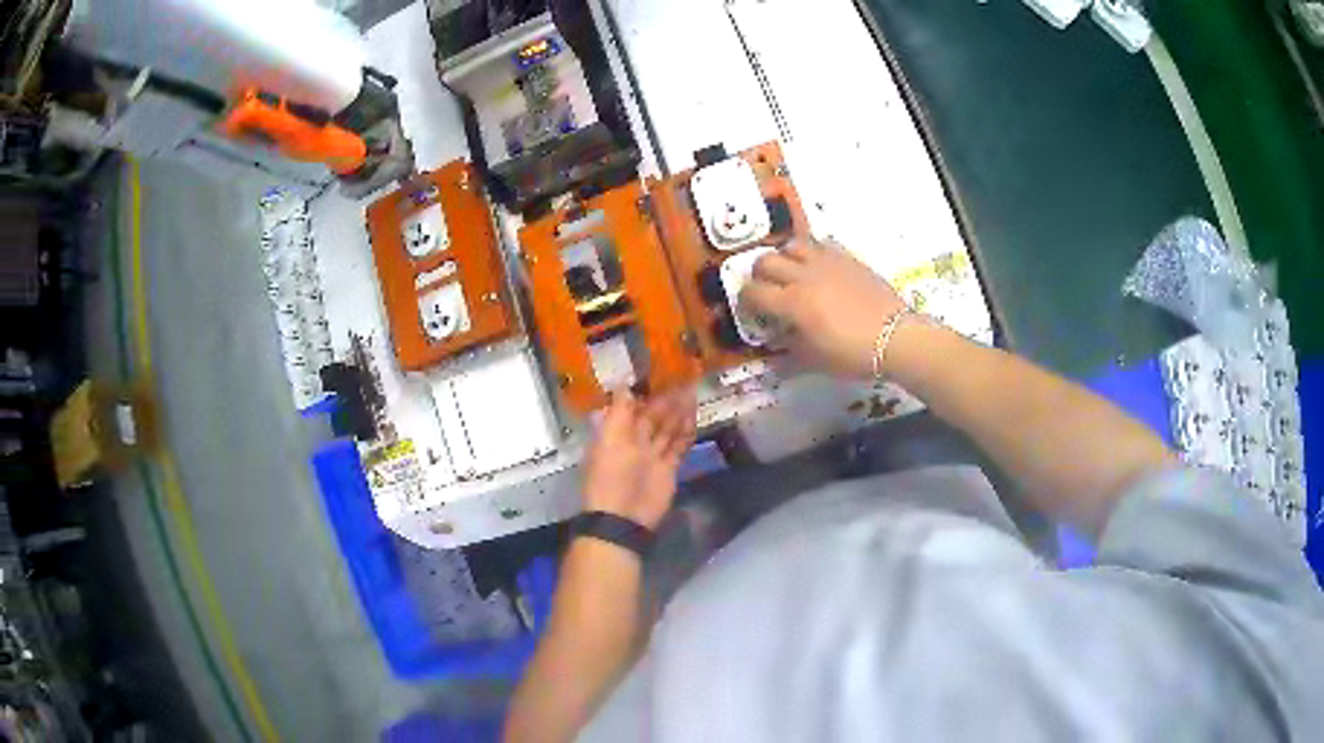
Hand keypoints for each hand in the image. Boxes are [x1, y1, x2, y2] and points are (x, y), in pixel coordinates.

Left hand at [582, 388, 697, 529]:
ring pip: (668, 429)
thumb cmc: (611, 476)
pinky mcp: (668, 469)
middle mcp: (634, 442)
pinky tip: (694, 418)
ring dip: (679, 413)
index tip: (661, 374)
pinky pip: (678, 446)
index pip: (633, 407)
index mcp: (617, 433)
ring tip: (694, 393)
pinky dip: (686, 433)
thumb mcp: (610, 440)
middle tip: (686, 379)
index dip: (646, 392)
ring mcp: (652, 456)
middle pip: (654, 416)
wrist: (624, 517)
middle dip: (668, 400)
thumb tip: (622, 382)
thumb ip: (619, 412)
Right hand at [741, 239, 906, 378]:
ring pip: (793, 245)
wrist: (896, 339)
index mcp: (793, 303)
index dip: (746, 300)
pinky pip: (822, 245)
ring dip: (786, 257)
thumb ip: (790, 348)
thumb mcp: (815, 360)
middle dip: (760, 274)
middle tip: (767, 288)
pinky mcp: (848, 259)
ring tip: (793, 272)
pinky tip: (820, 268)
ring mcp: (828, 263)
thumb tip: (777, 342)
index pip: (754, 292)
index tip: (751, 308)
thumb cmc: (853, 355)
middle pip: (767, 261)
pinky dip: (814, 254)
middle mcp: (805, 276)